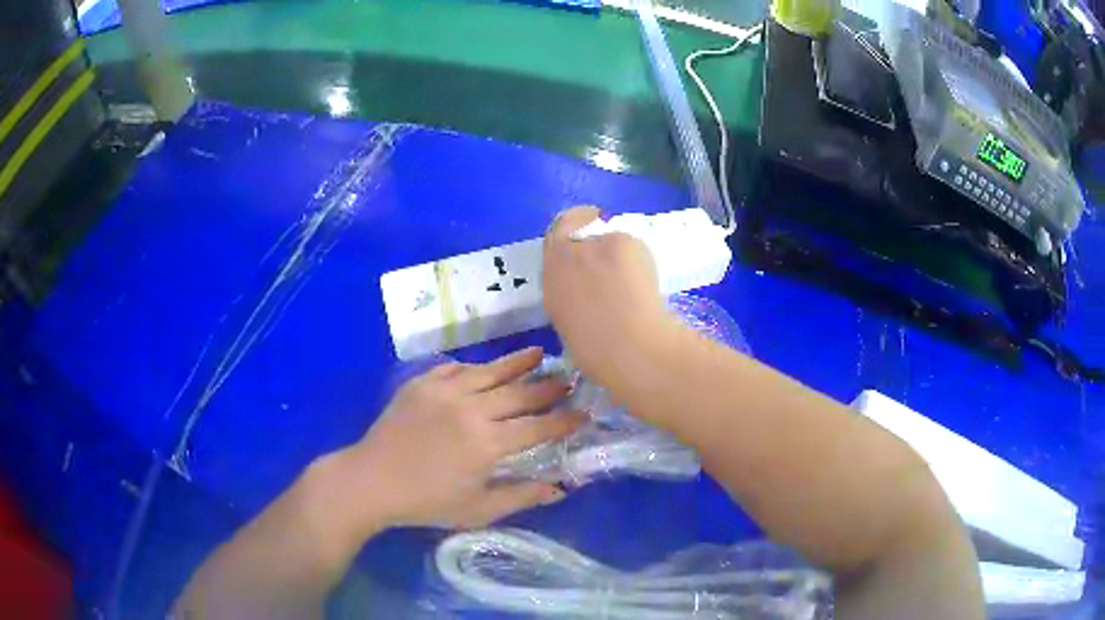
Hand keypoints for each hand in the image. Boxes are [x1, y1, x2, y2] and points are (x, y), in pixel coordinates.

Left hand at [322, 347, 583, 536]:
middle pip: (520, 393)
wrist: (372, 480)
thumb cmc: (426, 502)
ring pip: (490, 372)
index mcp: (488, 443)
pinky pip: (454, 369)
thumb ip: (521, 497)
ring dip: (518, 363)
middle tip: (569, 379)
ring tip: (539, 353)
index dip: (564, 421)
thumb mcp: (478, 510)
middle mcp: (472, 409)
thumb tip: (560, 489)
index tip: (584, 413)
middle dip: (548, 387)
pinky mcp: (421, 384)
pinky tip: (482, 368)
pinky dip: (474, 368)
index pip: (538, 427)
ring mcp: (444, 391)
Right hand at [543, 206, 674, 384]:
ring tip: (635, 287)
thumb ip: (572, 295)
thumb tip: (587, 289)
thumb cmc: (598, 351)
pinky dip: (640, 260)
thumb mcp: (569, 321)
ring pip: (612, 243)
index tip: (587, 222)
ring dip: (621, 257)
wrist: (627, 346)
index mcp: (550, 281)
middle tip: (621, 269)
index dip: (572, 225)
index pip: (555, 236)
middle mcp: (566, 256)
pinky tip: (645, 284)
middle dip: (601, 250)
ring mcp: (593, 245)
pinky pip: (632, 246)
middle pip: (584, 236)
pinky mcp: (620, 241)